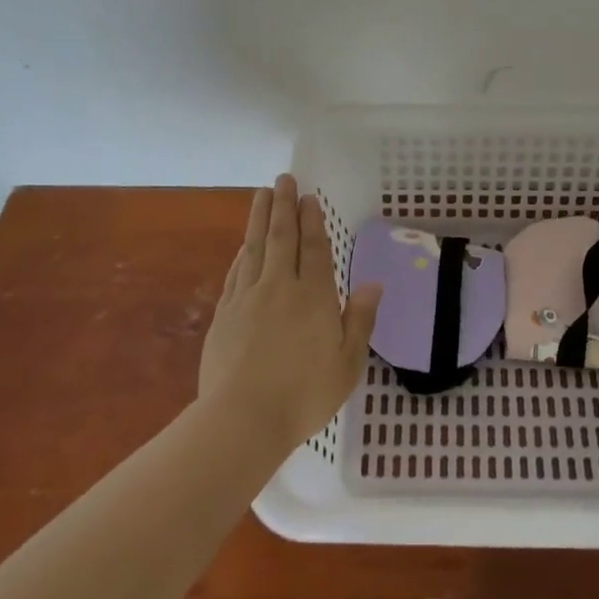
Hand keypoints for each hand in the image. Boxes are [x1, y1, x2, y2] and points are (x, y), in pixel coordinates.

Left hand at [199, 175, 383, 448]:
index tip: (308, 196)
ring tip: (261, 194)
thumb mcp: (347, 363)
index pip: (313, 247)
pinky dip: (242, 253)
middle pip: (281, 237)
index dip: (312, 220)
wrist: (242, 420)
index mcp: (313, 296)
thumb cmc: (304, 394)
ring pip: (254, 247)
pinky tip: (244, 246)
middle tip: (283, 179)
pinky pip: (236, 273)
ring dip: (259, 218)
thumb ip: (360, 319)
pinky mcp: (224, 315)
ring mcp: (247, 298)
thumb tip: (374, 284)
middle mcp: (280, 287)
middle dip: (283, 206)